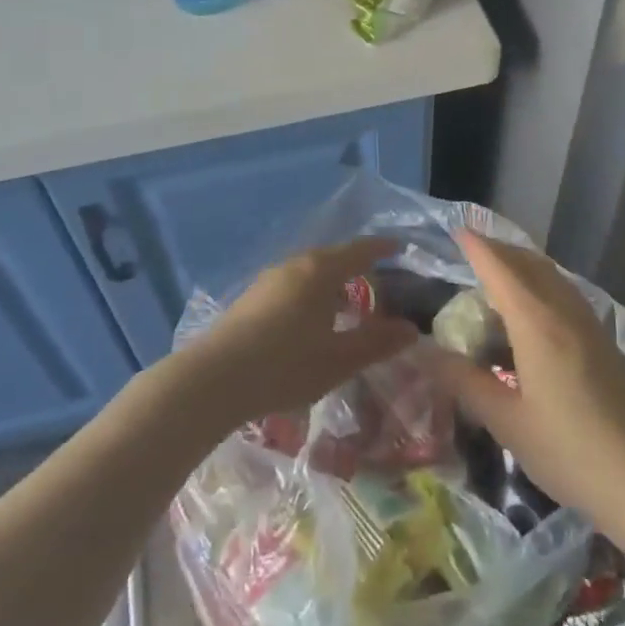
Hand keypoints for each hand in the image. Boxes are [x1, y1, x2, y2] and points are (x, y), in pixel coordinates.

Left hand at [181, 238, 418, 428]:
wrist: (214, 379)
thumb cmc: (285, 365)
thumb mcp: (338, 360)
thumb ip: (376, 343)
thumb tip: (411, 329)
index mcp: (320, 270)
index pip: (359, 250)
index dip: (381, 248)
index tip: (398, 246)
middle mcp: (295, 265)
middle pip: (333, 258)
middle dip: (357, 269)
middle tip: (378, 288)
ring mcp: (269, 280)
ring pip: (310, 273)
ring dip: (332, 285)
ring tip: (346, 307)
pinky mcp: (251, 298)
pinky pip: (293, 286)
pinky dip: (311, 295)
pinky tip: (311, 323)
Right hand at [429, 232, 624, 522]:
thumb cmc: (570, 451)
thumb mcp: (507, 422)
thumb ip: (465, 383)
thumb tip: (425, 354)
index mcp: (538, 324)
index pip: (501, 270)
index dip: (478, 248)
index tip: (458, 229)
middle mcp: (565, 312)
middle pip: (530, 263)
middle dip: (501, 249)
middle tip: (473, 250)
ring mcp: (591, 325)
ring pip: (553, 276)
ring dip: (524, 265)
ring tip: (499, 274)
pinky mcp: (606, 342)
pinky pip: (567, 294)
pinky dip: (543, 284)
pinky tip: (535, 310)